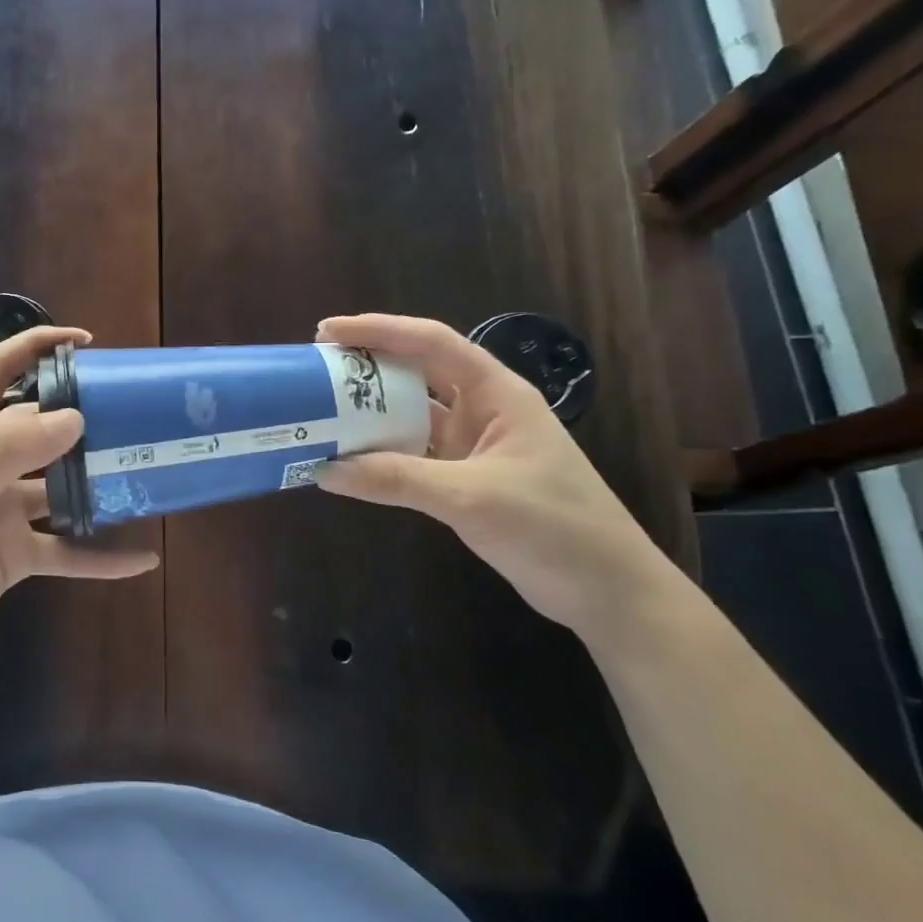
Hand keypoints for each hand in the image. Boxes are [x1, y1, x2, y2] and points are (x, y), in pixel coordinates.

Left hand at [0, 326, 159, 675]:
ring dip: (99, 486)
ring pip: (62, 490)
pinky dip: (102, 558)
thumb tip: (76, 417)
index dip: (35, 348)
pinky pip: (69, 552)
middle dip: (83, 420)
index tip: (84, 342)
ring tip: (149, 475)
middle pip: (41, 430)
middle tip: (136, 416)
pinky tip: (142, 558)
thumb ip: (12, 451)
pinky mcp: (17, 556)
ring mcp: (5, 512)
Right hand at [315, 314, 687, 644]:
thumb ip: (396, 479)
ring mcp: (474, 447)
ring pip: (412, 416)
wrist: (607, 591)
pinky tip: (349, 460)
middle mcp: (483, 411)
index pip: (432, 343)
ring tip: (321, 411)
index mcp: (497, 394)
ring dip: (370, 414)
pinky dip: (381, 456)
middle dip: (368, 368)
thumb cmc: (553, 528)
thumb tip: (324, 470)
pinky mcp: (465, 480)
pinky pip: (412, 455)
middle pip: (417, 373)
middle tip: (315, 371)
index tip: (328, 332)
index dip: (379, 330)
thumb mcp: (471, 498)